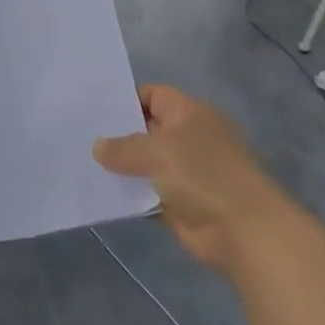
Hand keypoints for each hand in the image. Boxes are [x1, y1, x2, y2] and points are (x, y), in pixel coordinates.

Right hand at [94, 85, 285, 269]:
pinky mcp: (182, 203)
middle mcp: (189, 138)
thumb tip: (98, 146)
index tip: (94, 108)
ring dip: (122, 168)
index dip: (125, 98)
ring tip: (83, 164)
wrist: (243, 230)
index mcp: (190, 113)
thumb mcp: (156, 152)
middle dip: (118, 133)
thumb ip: (123, 147)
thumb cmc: (202, 175)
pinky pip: (149, 193)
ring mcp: (187, 172)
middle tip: (81, 135)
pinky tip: (102, 195)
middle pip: (148, 129)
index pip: (153, 95)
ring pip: (147, 164)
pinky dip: (131, 195)